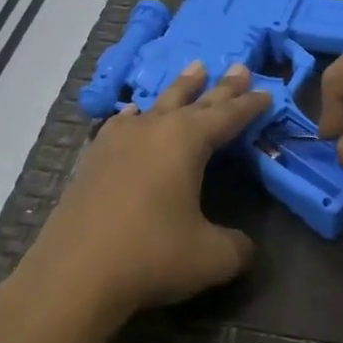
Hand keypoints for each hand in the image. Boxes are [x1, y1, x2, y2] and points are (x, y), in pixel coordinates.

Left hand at [17, 61, 270, 320]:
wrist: (74, 276)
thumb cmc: (152, 256)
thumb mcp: (213, 257)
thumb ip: (238, 246)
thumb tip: (244, 245)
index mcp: (185, 142)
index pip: (226, 116)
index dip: (249, 106)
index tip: (267, 92)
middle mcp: (151, 131)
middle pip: (193, 101)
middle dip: (219, 87)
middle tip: (238, 66)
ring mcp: (116, 143)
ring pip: (156, 106)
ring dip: (178, 90)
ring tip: (194, 69)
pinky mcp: (92, 162)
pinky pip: (121, 125)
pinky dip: (135, 116)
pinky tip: (133, 113)